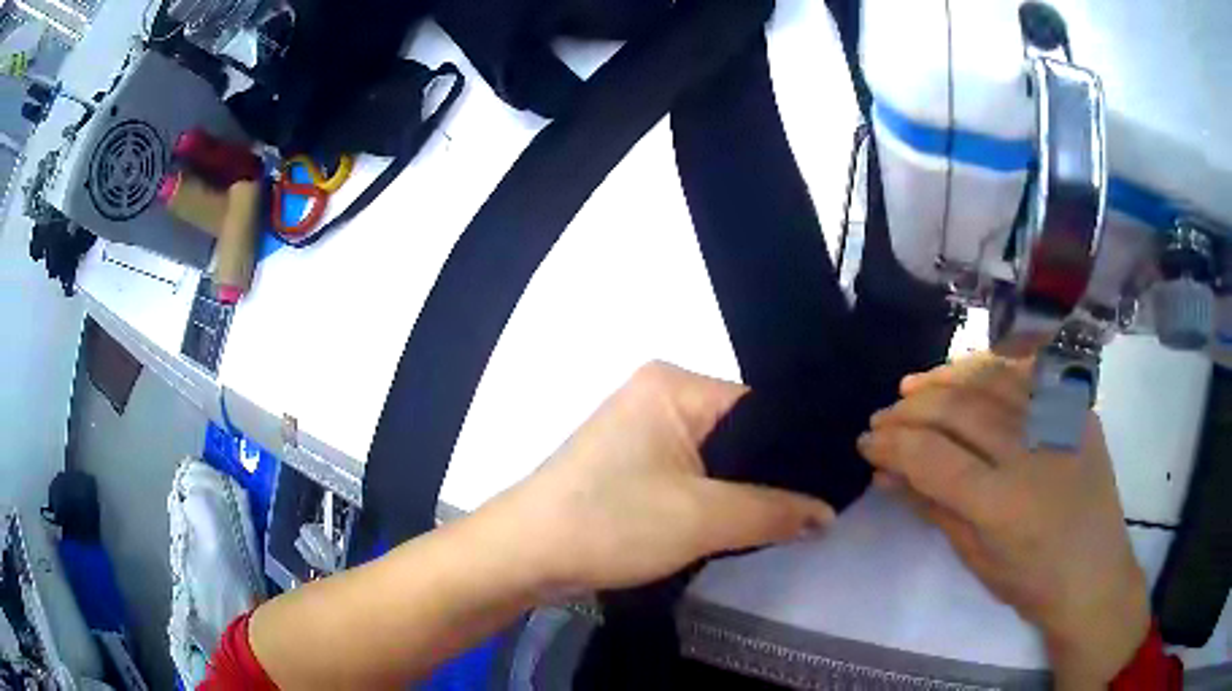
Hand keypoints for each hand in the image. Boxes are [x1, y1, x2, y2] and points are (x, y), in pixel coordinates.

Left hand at [479, 362, 834, 593]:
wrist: (525, 554)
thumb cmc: (612, 523)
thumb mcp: (704, 519)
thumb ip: (775, 512)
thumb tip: (828, 513)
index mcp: (674, 384)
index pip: (761, 407)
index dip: (797, 448)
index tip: (831, 482)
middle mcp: (658, 395)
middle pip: (739, 433)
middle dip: (771, 474)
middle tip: (815, 508)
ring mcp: (640, 429)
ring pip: (716, 458)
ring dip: (742, 491)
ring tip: (787, 518)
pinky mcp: (629, 463)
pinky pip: (689, 473)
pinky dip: (714, 497)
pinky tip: (740, 522)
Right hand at [858, 354, 1149, 689]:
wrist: (1094, 573)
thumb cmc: (1030, 581)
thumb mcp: (974, 557)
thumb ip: (932, 507)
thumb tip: (887, 473)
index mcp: (1001, 503)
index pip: (931, 457)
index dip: (891, 444)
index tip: (866, 443)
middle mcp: (1030, 451)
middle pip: (957, 408)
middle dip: (910, 410)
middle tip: (883, 417)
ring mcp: (1058, 421)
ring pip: (990, 378)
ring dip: (944, 378)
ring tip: (915, 386)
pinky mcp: (1076, 409)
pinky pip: (1027, 372)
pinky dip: (991, 365)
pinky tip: (967, 372)